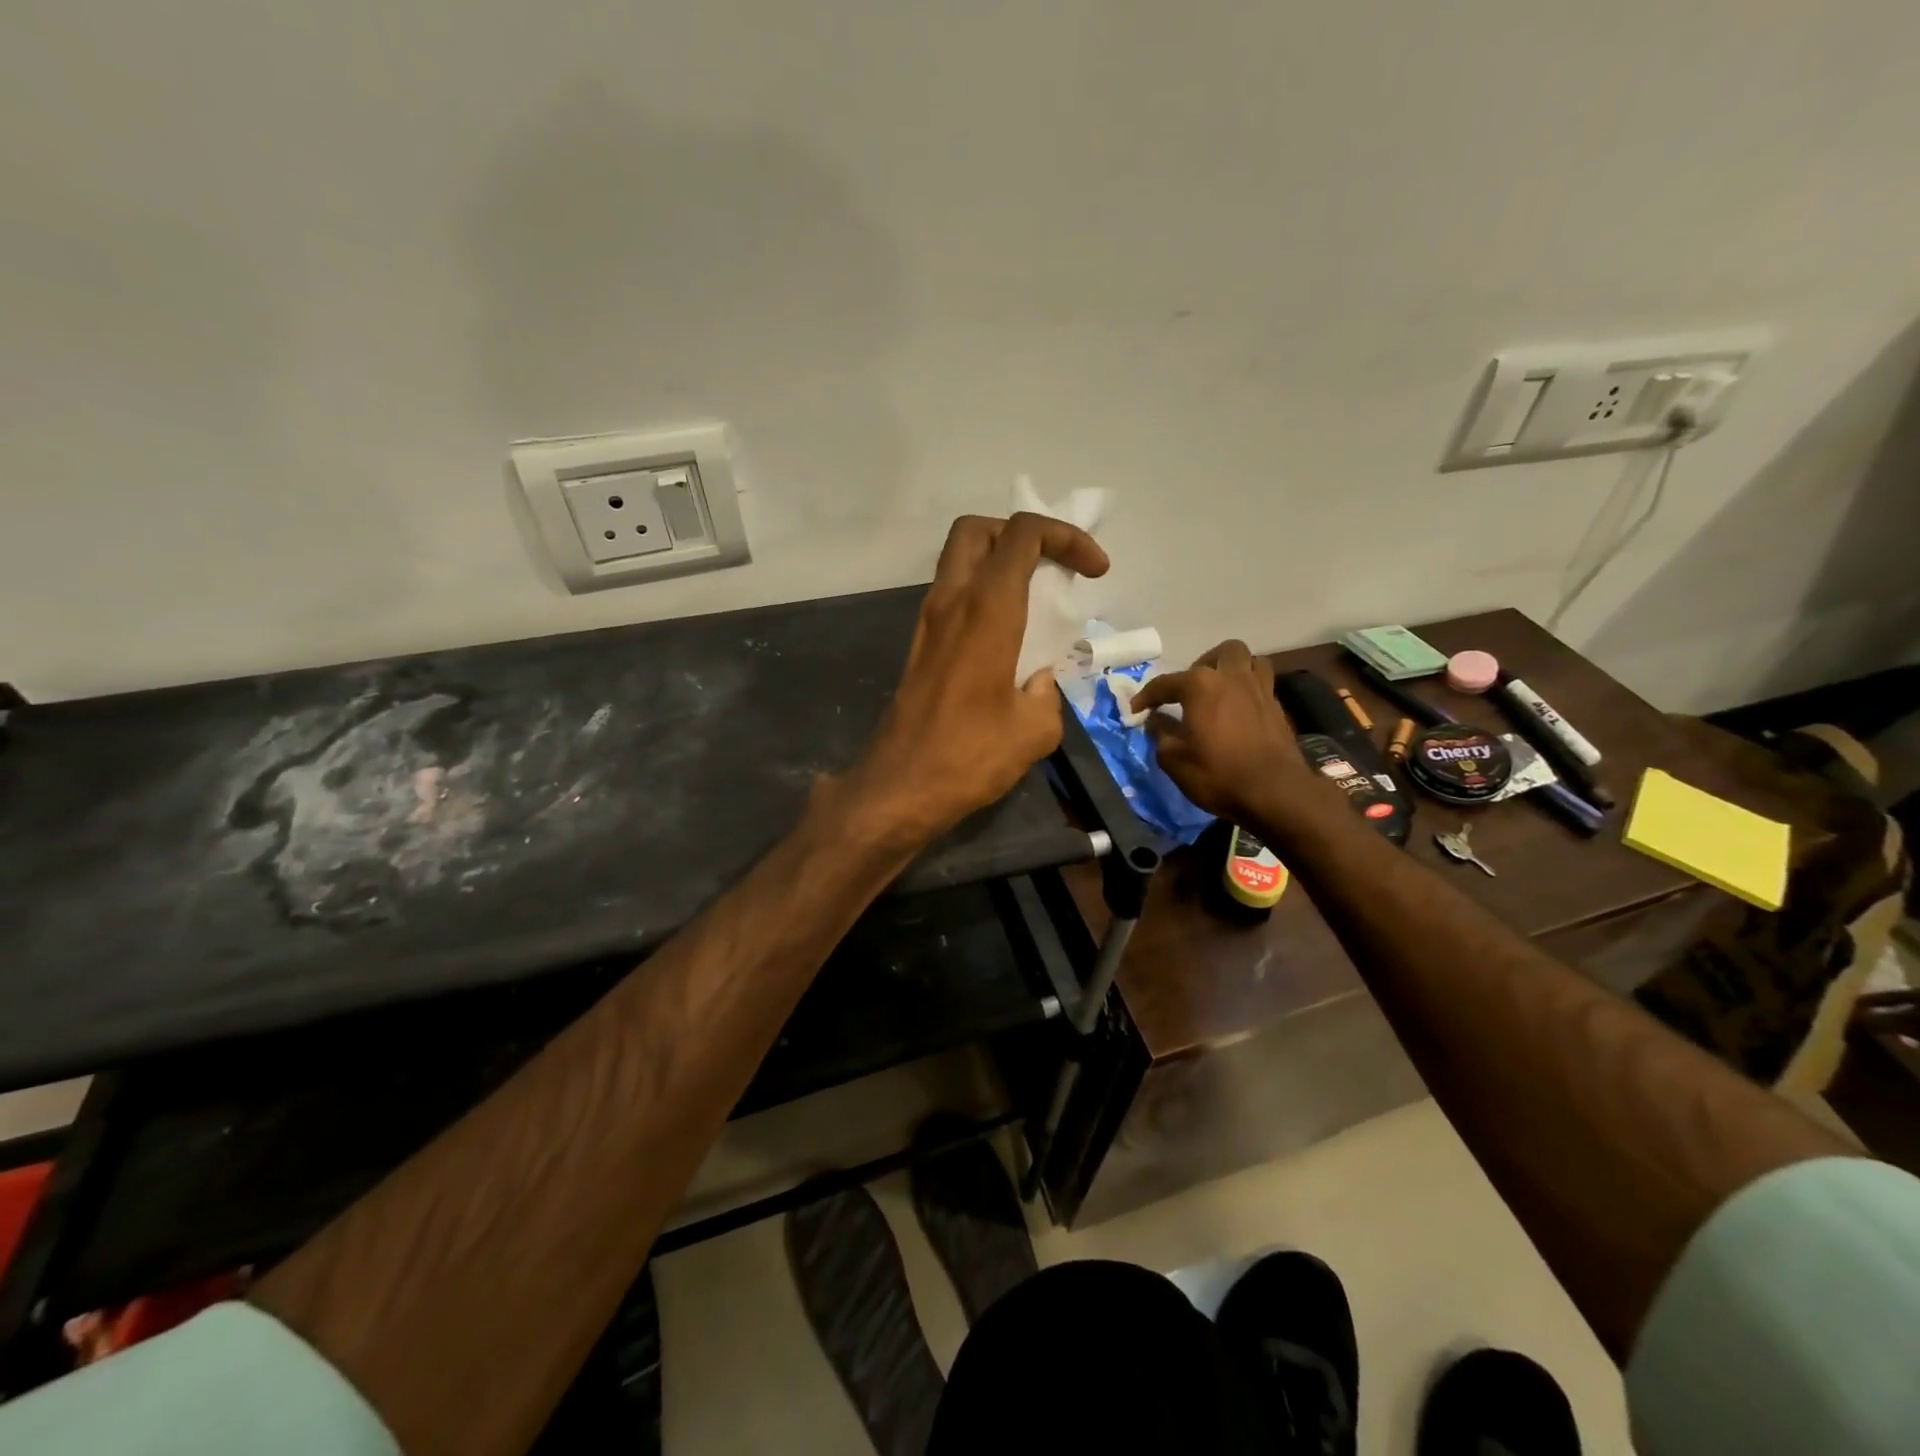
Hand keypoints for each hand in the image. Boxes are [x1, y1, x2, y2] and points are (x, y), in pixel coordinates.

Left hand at [844, 512, 1108, 844]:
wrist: (900, 787)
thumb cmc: (970, 755)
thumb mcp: (1035, 730)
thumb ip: (1048, 694)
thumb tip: (1039, 682)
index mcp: (987, 609)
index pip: (1024, 533)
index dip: (1066, 537)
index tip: (1096, 570)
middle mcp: (951, 601)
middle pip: (977, 530)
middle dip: (1019, 534)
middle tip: (1050, 565)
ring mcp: (928, 622)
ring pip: (958, 561)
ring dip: (997, 564)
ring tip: (1034, 599)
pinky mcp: (919, 646)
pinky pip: (951, 596)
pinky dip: (981, 595)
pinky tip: (1007, 636)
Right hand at [1132, 641, 1312, 824]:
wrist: (1275, 793)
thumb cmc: (1218, 773)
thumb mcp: (1174, 758)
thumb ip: (1160, 733)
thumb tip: (1155, 719)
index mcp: (1201, 685)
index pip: (1165, 683)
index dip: (1146, 696)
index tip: (1136, 709)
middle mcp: (1232, 677)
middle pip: (1221, 652)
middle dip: (1203, 664)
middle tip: (1191, 690)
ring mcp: (1260, 689)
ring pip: (1250, 661)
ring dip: (1233, 669)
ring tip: (1220, 692)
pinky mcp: (1277, 707)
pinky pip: (1262, 684)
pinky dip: (1248, 690)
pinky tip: (1239, 712)